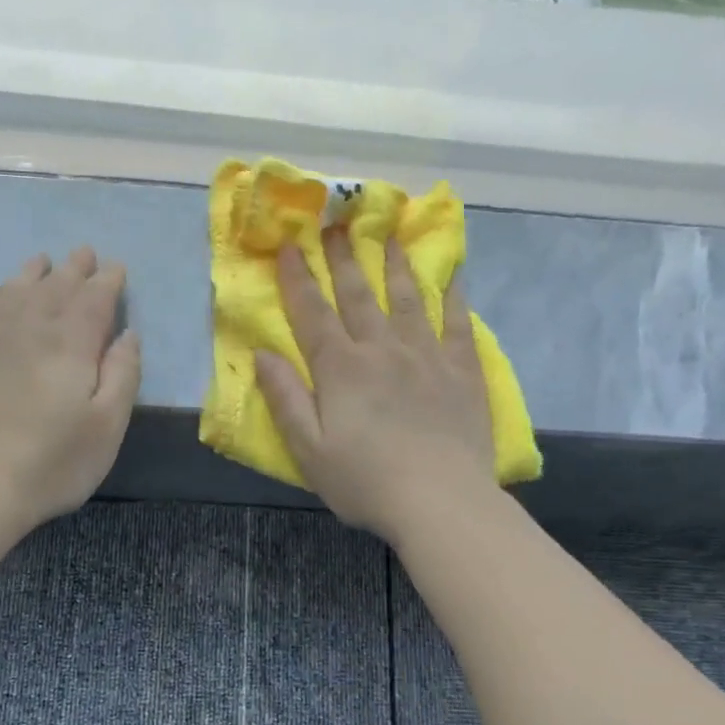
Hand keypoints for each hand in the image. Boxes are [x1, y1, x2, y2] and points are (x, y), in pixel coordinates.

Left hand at [0, 247, 140, 531]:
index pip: (94, 297)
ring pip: (16, 288)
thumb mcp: (107, 426)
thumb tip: (128, 333)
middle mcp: (29, 325)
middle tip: (85, 254)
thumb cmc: (51, 461)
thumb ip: (123, 374)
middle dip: (75, 267)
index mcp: (71, 341)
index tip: (117, 269)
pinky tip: (0, 295)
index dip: (108, 281)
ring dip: (35, 272)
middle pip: (55, 284)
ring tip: (44, 262)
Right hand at [257, 230, 496, 544]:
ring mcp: (426, 355)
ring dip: (394, 264)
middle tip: (336, 224)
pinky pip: (457, 322)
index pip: (312, 313)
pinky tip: (451, 274)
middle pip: (357, 295)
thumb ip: (285, 398)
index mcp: (340, 368)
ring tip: (388, 234)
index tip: (290, 245)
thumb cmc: (365, 481)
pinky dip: (452, 295)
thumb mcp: (308, 448)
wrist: (440, 501)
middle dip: (342, 258)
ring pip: (406, 298)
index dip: (298, 278)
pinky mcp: (462, 370)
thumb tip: (262, 354)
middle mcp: (382, 349)